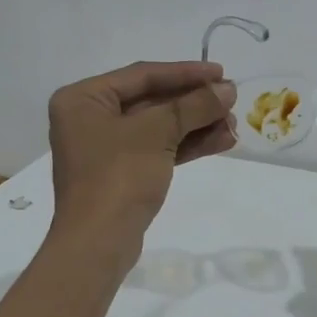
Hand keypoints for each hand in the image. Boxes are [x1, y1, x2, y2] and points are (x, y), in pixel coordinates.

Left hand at [48, 60, 237, 243]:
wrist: (99, 243)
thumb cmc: (118, 176)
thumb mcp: (157, 133)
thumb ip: (194, 106)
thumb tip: (228, 90)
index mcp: (83, 99)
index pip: (142, 75)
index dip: (185, 73)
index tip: (221, 72)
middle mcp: (90, 118)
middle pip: (152, 100)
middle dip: (194, 103)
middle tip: (232, 102)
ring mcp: (105, 148)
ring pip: (159, 127)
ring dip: (197, 125)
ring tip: (234, 125)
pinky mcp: (122, 173)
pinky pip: (158, 149)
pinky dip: (187, 145)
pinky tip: (221, 142)